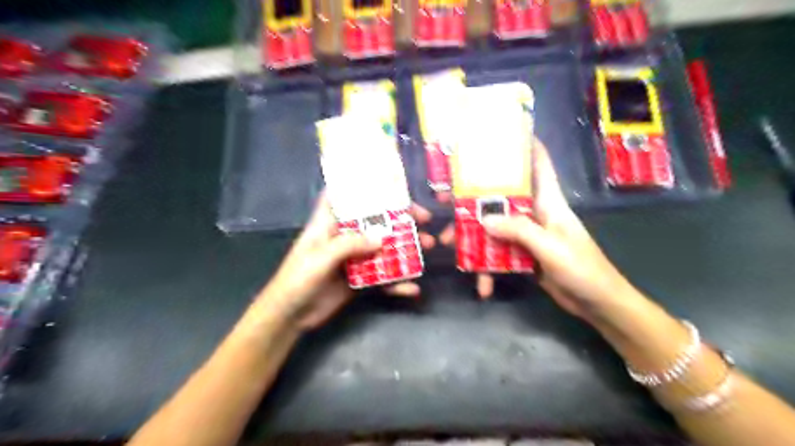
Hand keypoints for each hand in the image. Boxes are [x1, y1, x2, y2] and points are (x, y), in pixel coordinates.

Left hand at [259, 196, 432, 329]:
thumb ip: (349, 245)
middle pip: (375, 221)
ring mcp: (354, 258)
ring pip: (383, 248)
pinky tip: (413, 289)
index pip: (345, 195)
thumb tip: (382, 239)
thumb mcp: (320, 257)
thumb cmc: (297, 279)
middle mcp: (344, 236)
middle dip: (400, 219)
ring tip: (427, 248)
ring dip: (405, 248)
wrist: (290, 316)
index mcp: (329, 223)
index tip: (391, 183)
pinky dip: (397, 283)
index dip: (364, 186)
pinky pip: (382, 277)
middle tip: (424, 221)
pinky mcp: (360, 279)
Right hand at [442, 137, 626, 317]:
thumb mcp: (551, 247)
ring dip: (473, 237)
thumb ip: (519, 230)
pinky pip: (499, 253)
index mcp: (549, 201)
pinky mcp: (523, 255)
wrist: (597, 303)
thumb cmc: (583, 268)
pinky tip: (482, 286)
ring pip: (494, 227)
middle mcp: (535, 213)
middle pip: (502, 197)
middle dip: (474, 197)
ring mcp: (527, 235)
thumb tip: (484, 219)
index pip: (539, 164)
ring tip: (450, 243)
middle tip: (446, 198)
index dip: (526, 145)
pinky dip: (488, 268)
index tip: (501, 132)